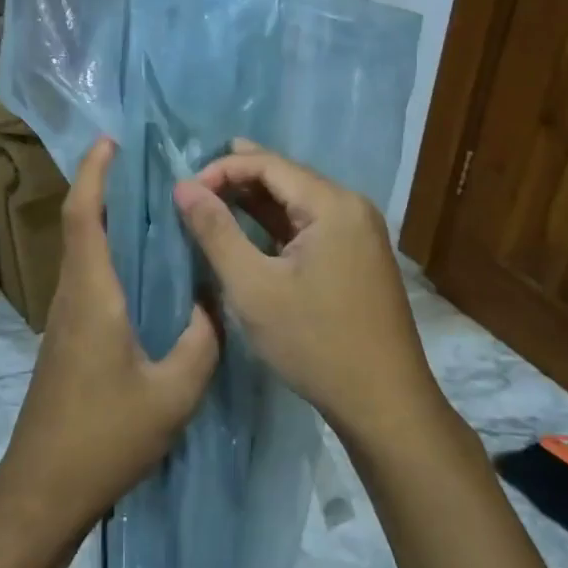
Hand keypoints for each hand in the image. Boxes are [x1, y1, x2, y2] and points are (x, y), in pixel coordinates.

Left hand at [0, 138, 219, 549]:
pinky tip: (142, 269)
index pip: (85, 217)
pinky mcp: (66, 339)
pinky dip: (108, 254)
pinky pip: (87, 278)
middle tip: (145, 167)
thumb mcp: (172, 393)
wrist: (43, 488)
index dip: (94, 175)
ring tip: (151, 207)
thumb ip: (201, 343)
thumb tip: (213, 304)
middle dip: (103, 188)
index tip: (110, 142)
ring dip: (105, 220)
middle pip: (81, 226)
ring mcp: (64, 319)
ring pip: (82, 252)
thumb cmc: (105, 437)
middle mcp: (72, 296)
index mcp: (93, 296)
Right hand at [174, 140, 439, 446]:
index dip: (223, 168)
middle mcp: (352, 207)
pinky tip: (251, 228)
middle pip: (287, 177)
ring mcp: (359, 232)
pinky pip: (311, 225)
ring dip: (257, 200)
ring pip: (299, 202)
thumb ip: (216, 231)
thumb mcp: (253, 287)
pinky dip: (277, 224)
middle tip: (195, 185)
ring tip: (214, 199)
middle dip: (239, 177)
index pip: (269, 164)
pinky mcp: (358, 256)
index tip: (185, 191)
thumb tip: (183, 186)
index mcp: (333, 204)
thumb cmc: (314, 342)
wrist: (384, 402)